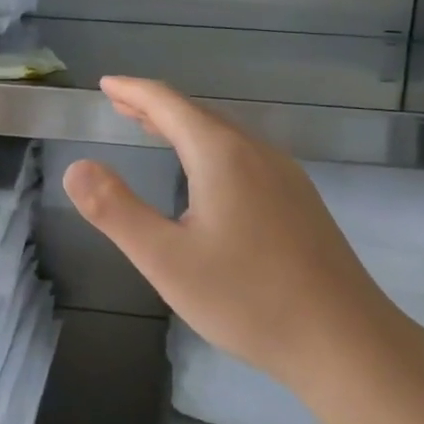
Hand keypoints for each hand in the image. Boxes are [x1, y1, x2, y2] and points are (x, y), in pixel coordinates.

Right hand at [62, 77, 397, 379]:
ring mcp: (285, 176)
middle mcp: (257, 153)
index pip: (168, 104)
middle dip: (156, 106)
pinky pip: (244, 156)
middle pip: (199, 114)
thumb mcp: (166, 259)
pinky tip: (207, 177)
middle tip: (121, 104)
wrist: (346, 341)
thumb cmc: (248, 299)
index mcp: (222, 155)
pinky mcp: (300, 202)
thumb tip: (77, 167)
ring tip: (155, 130)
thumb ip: (116, 211)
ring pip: (225, 135)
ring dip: (184, 127)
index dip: (133, 91)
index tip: (105, 83)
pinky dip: (210, 148)